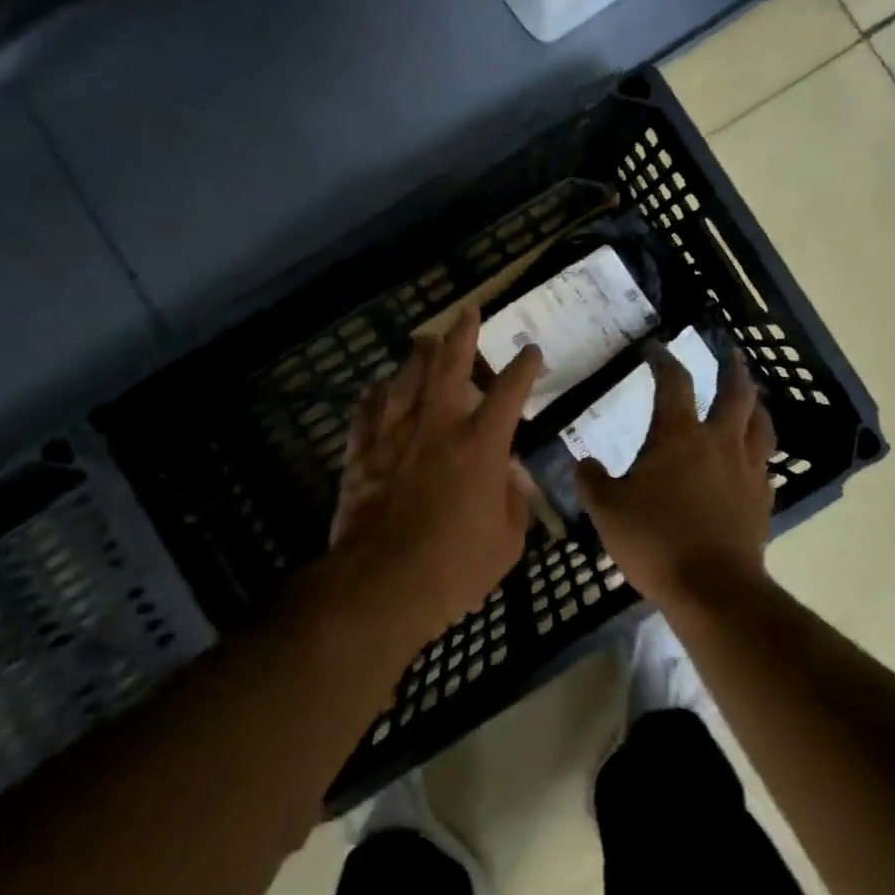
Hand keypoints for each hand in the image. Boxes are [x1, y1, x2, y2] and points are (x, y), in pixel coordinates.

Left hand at [330, 308, 543, 646]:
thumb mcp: (507, 541)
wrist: (381, 583)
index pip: (509, 392)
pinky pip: (368, 411)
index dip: (524, 368)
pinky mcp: (362, 452)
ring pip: (405, 379)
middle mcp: (437, 427)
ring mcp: (395, 435)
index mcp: (480, 445)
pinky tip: (379, 388)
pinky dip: (376, 395)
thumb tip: (507, 475)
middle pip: (449, 365)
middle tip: (469, 311)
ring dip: (418, 356)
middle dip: (462, 334)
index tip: (531, 352)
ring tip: (425, 340)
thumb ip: (512, 501)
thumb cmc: (454, 567)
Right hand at [574, 346, 776, 608]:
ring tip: (752, 398)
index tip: (655, 348)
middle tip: (730, 352)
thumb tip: (584, 463)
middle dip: (732, 369)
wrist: (713, 590)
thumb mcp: (606, 509)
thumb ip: (591, 480)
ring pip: (760, 425)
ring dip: (755, 405)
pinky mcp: (761, 501)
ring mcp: (746, 471)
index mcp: (679, 435)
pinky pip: (764, 465)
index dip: (664, 361)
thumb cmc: (655, 540)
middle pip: (736, 394)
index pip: (674, 383)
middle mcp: (719, 443)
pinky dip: (757, 452)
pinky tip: (751, 460)